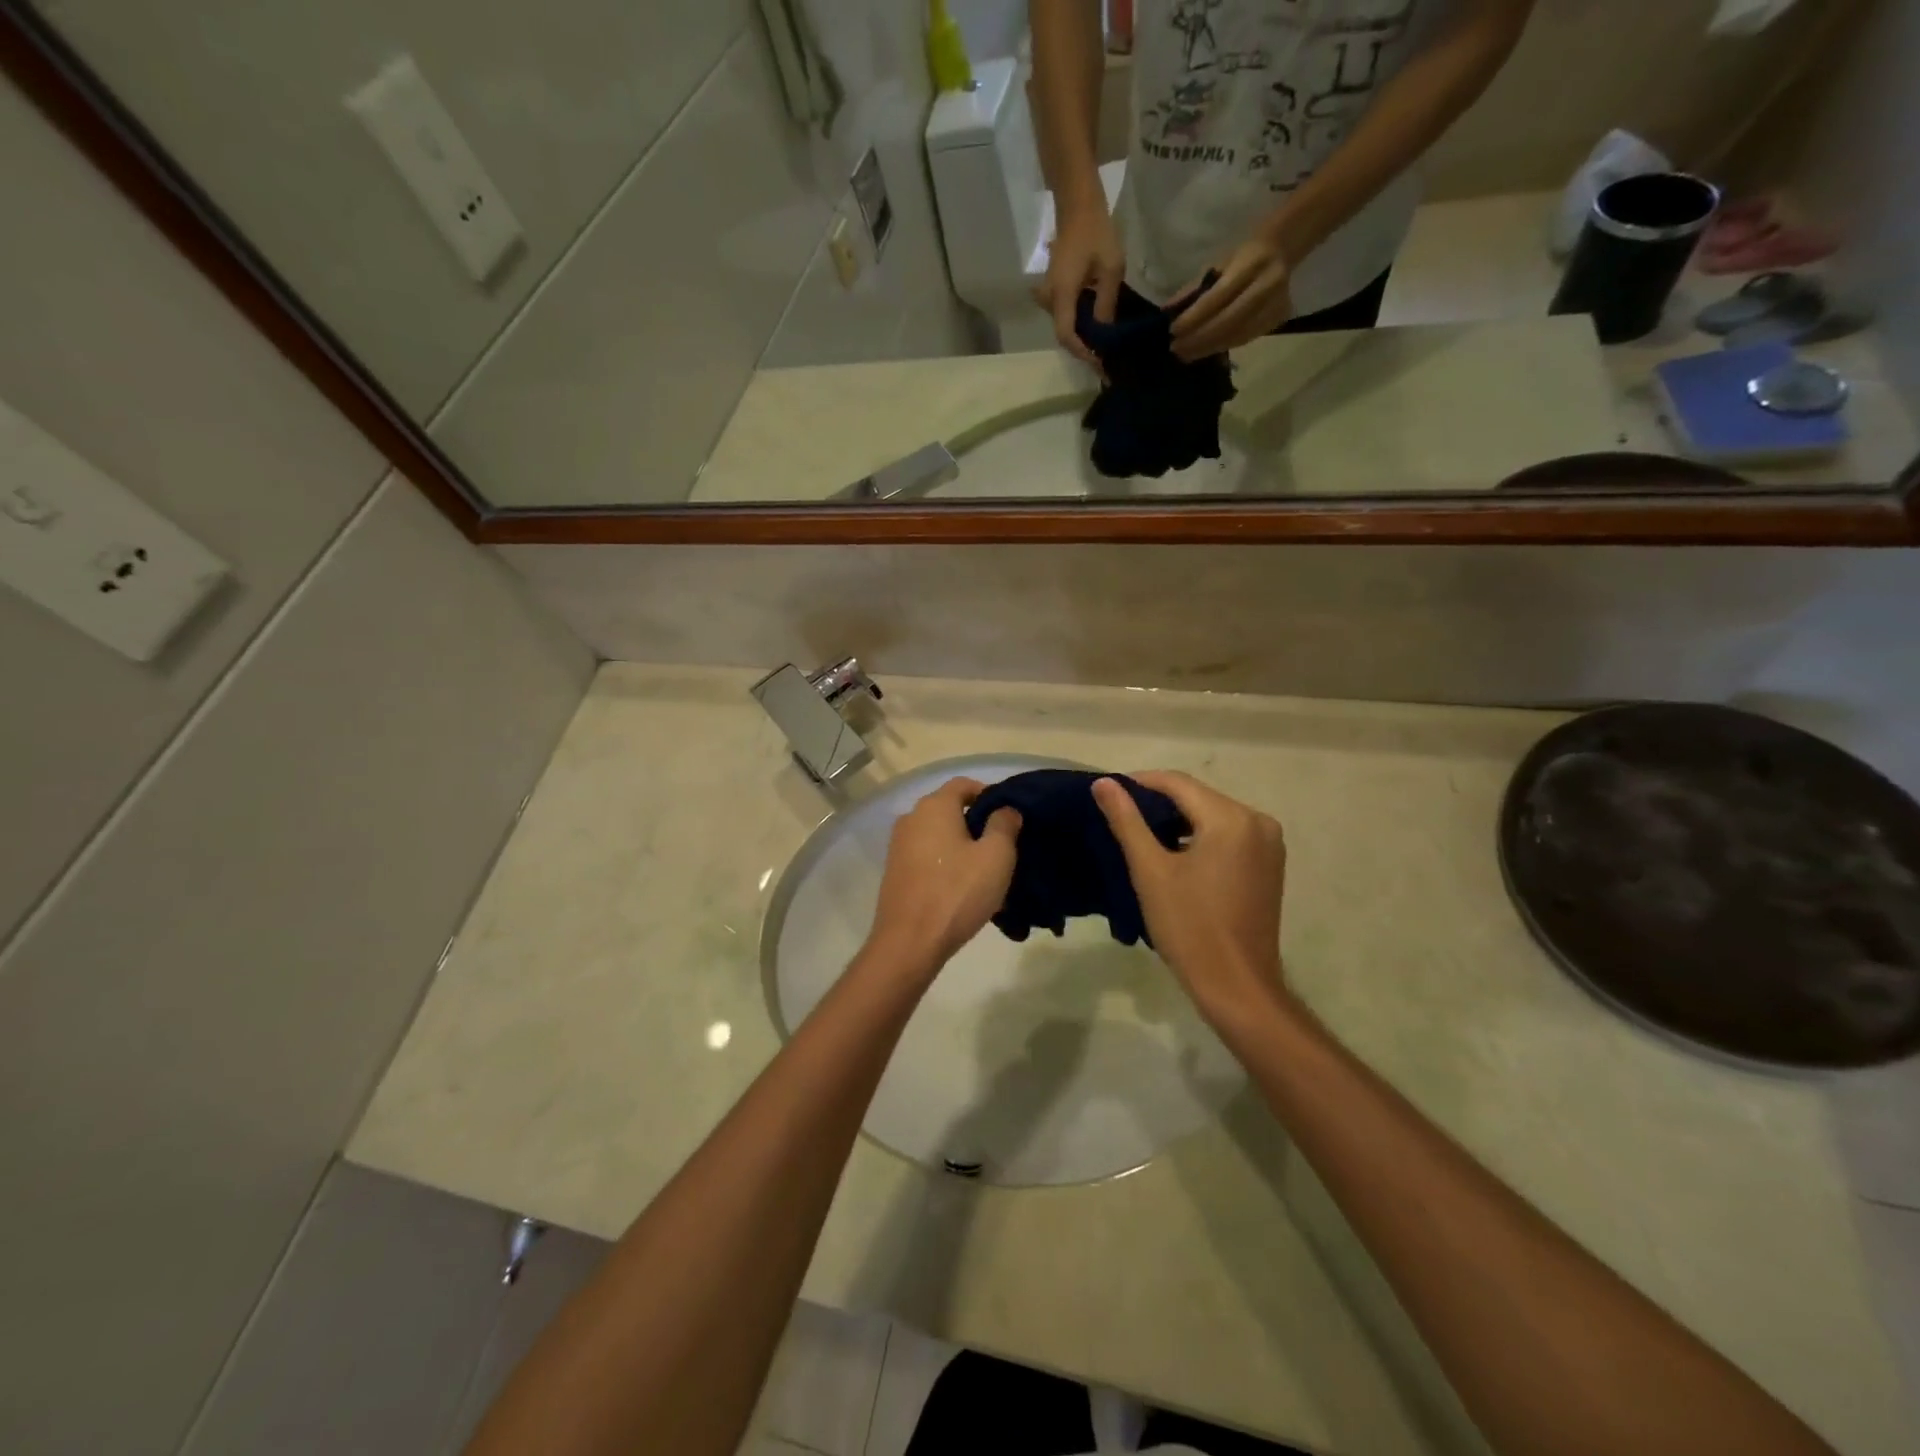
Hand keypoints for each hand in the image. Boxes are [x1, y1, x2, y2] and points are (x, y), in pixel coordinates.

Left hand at [864, 777, 1020, 977]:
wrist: (909, 942)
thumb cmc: (957, 892)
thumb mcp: (996, 856)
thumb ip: (1004, 825)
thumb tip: (1005, 809)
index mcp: (934, 806)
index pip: (963, 784)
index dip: (989, 794)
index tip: (1009, 817)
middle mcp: (911, 818)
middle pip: (950, 810)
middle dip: (977, 824)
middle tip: (1003, 849)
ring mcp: (898, 846)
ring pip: (939, 836)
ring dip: (962, 848)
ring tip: (986, 874)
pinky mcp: (895, 872)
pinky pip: (927, 858)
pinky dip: (946, 865)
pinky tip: (963, 890)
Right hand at [1033, 196, 1123, 369]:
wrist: (1077, 205)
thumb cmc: (1096, 231)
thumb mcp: (1112, 267)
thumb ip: (1106, 303)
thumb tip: (1104, 332)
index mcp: (1062, 295)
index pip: (1066, 335)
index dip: (1082, 352)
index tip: (1100, 361)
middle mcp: (1050, 299)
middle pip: (1064, 334)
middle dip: (1085, 348)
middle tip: (1106, 357)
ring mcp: (1049, 295)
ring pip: (1065, 325)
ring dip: (1083, 336)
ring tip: (1104, 343)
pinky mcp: (1053, 289)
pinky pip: (1065, 314)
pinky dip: (1079, 322)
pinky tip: (1096, 323)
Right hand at [1092, 771, 1288, 1023]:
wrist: (1236, 985)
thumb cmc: (1189, 927)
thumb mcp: (1150, 871)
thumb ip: (1126, 820)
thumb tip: (1103, 783)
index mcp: (1231, 819)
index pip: (1178, 783)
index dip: (1139, 782)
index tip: (1107, 791)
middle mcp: (1257, 821)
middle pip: (1197, 797)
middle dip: (1158, 802)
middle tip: (1119, 814)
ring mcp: (1269, 843)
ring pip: (1212, 815)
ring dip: (1178, 820)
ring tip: (1140, 833)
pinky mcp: (1269, 864)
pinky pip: (1228, 834)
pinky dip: (1199, 836)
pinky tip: (1173, 852)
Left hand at [1169, 230, 1293, 360]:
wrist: (1280, 251)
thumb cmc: (1242, 258)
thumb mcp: (1218, 263)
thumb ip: (1194, 288)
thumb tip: (1167, 311)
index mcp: (1251, 264)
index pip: (1218, 297)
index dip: (1194, 317)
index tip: (1173, 331)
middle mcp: (1267, 284)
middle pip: (1228, 321)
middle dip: (1199, 339)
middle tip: (1176, 349)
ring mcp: (1276, 304)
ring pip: (1236, 335)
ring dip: (1207, 348)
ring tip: (1186, 354)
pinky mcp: (1278, 319)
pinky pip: (1245, 339)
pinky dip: (1221, 346)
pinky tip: (1204, 351)